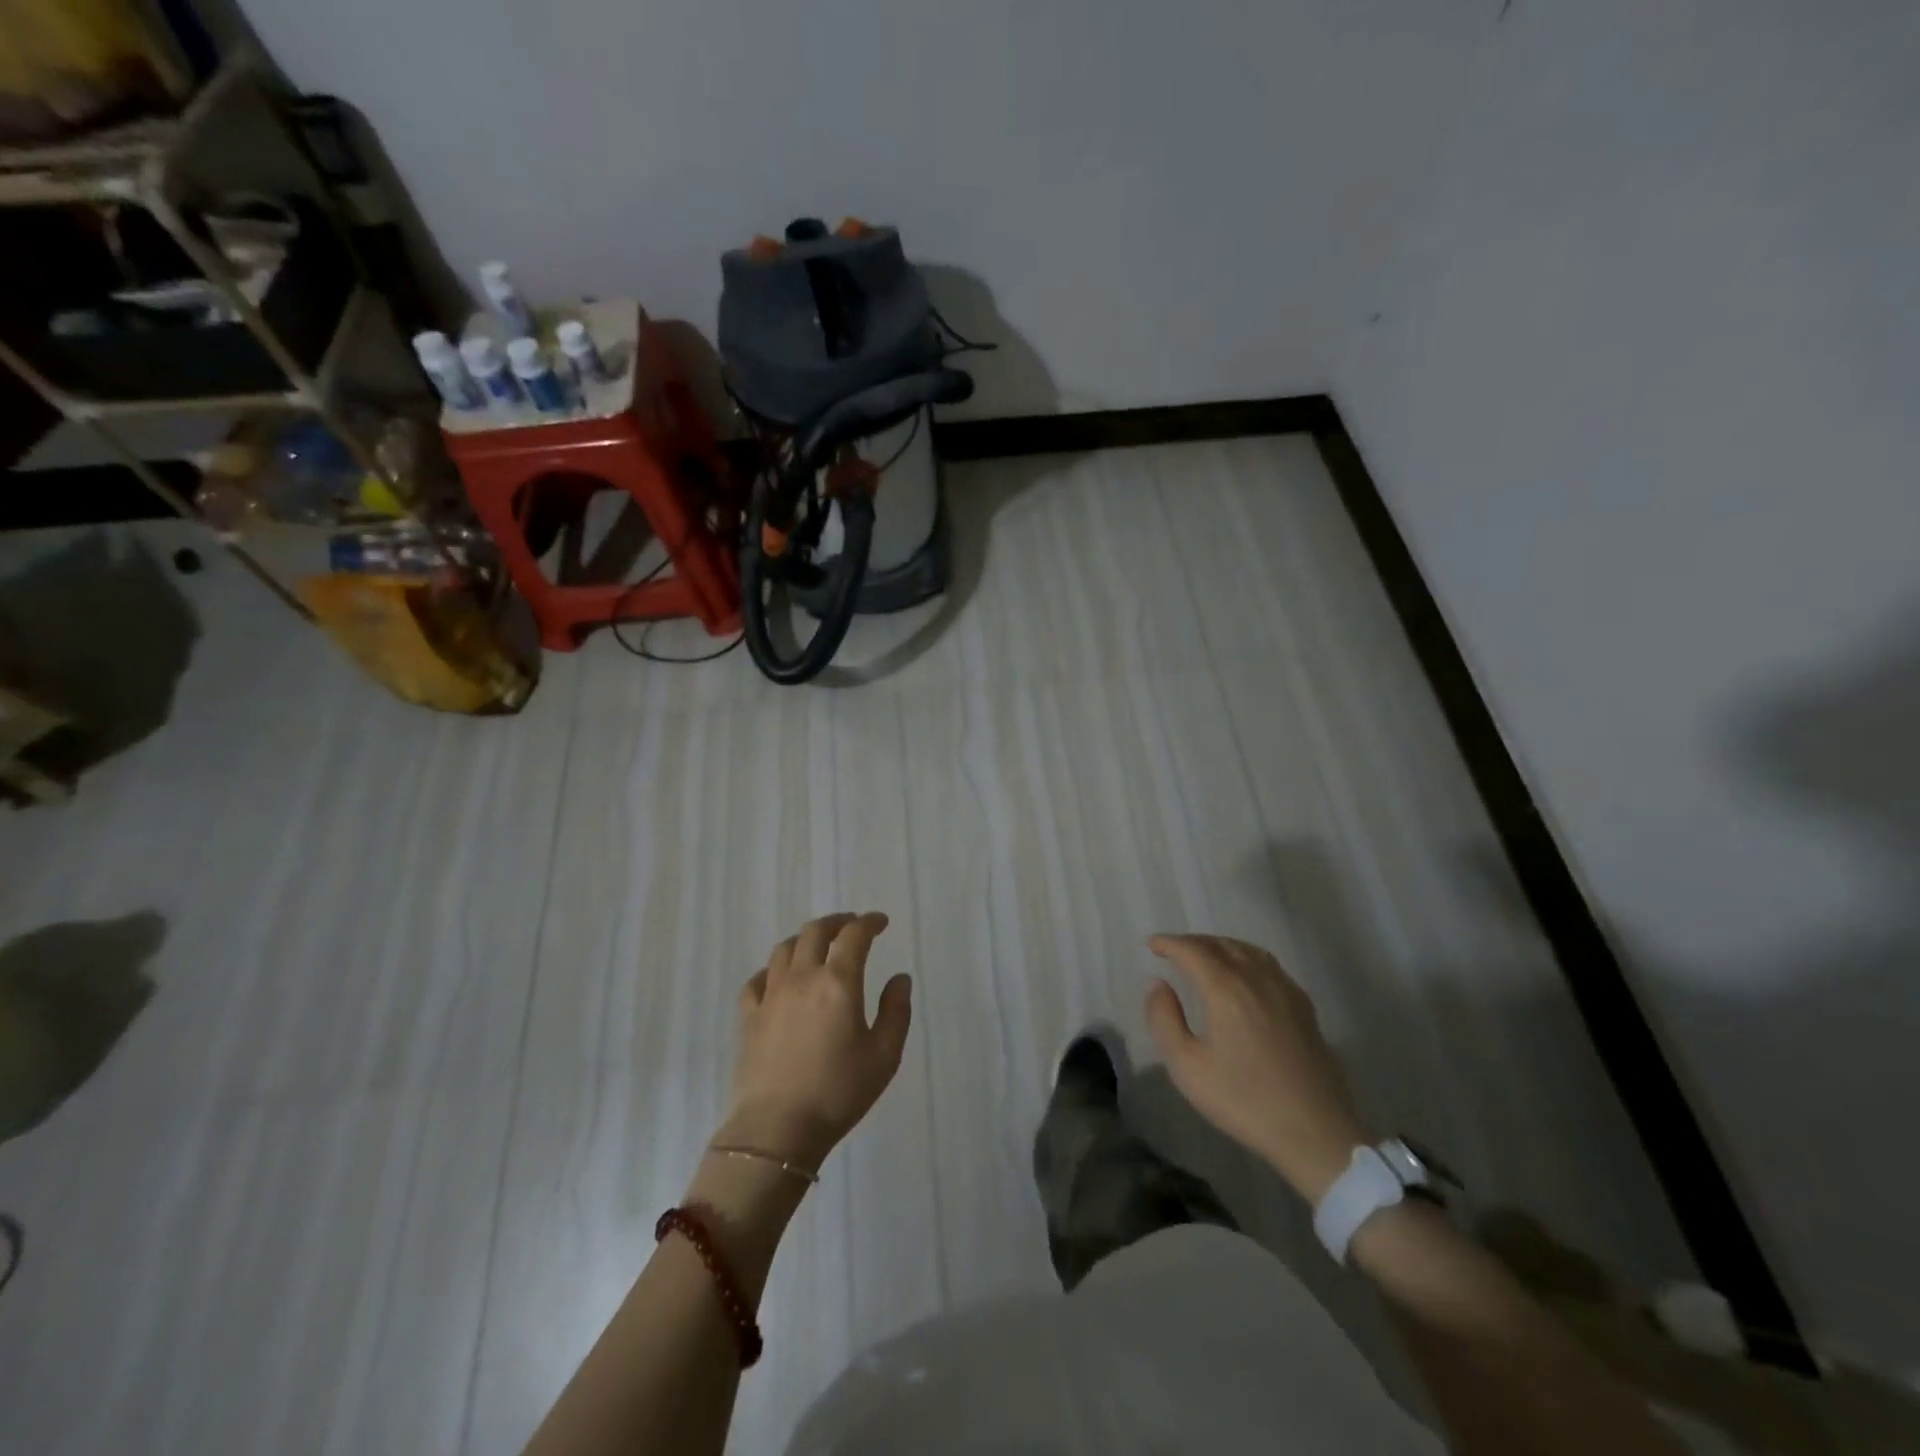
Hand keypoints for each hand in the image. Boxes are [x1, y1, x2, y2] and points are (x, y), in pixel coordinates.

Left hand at [717, 912, 911, 1171]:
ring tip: (817, 947)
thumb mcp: (884, 1057)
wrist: (776, 1130)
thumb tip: (899, 978)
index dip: (869, 922)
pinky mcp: (749, 1016)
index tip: (880, 922)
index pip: (854, 936)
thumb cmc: (838, 1093)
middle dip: (837, 922)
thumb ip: (896, 1012)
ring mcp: (771, 995)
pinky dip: (773, 969)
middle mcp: (802, 978)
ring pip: (784, 949)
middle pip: (815, 932)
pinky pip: (758, 979)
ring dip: (805, 939)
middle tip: (851, 927)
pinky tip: (780, 979)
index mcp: (838, 982)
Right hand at [1145, 934, 1370, 1201]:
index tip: (1152, 944)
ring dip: (1221, 946)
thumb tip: (1158, 985)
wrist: (1316, 1132)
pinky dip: (1247, 958)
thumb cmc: (1245, 1100)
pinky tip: (1245, 976)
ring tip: (1206, 956)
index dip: (1170, 943)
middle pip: (1221, 945)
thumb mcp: (1188, 1067)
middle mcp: (1257, 979)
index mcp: (1226, 989)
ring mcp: (1285, 991)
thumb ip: (1165, 1020)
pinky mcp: (1304, 1007)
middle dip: (1193, 942)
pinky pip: (1270, 965)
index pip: (1193, 951)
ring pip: (1248, 951)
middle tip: (1173, 950)